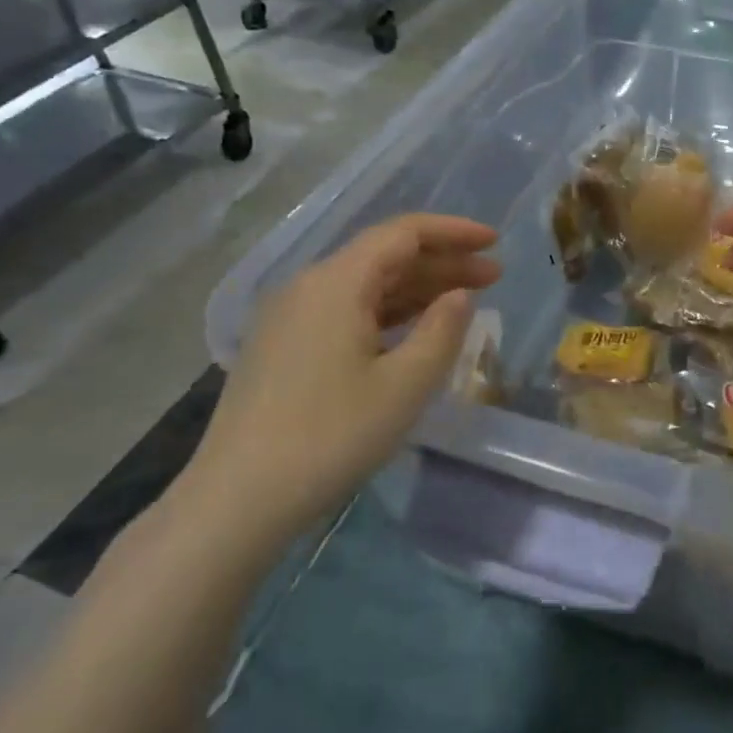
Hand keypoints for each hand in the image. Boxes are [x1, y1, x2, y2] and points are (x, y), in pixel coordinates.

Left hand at [182, 214, 500, 546]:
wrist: (237, 500)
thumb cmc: (331, 436)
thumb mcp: (405, 385)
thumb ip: (443, 330)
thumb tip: (460, 295)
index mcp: (336, 282)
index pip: (403, 234)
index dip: (454, 232)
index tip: (495, 242)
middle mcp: (309, 287)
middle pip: (385, 257)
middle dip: (443, 262)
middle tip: (494, 276)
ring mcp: (291, 318)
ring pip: (366, 286)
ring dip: (418, 288)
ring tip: (466, 300)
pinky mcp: (284, 347)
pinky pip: (347, 311)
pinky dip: (390, 312)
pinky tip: (415, 330)